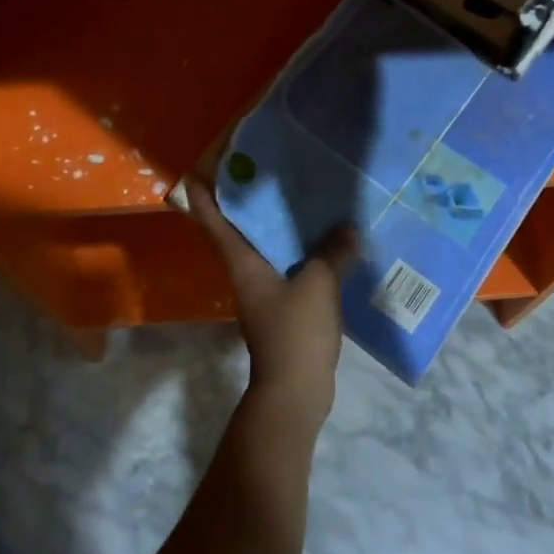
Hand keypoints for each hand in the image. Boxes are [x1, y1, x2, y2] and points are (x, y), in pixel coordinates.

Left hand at [187, 177, 354, 429]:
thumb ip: (333, 252)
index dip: (203, 189)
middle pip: (237, 225)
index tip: (204, 161)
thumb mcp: (318, 285)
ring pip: (264, 243)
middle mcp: (245, 269)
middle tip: (267, 162)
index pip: (211, 217)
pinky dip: (301, 247)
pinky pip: (288, 263)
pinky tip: (327, 237)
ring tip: (301, 191)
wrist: (295, 392)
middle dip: (246, 195)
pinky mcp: (283, 303)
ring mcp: (263, 288)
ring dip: (276, 220)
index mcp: (241, 260)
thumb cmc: (295, 333)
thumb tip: (350, 227)